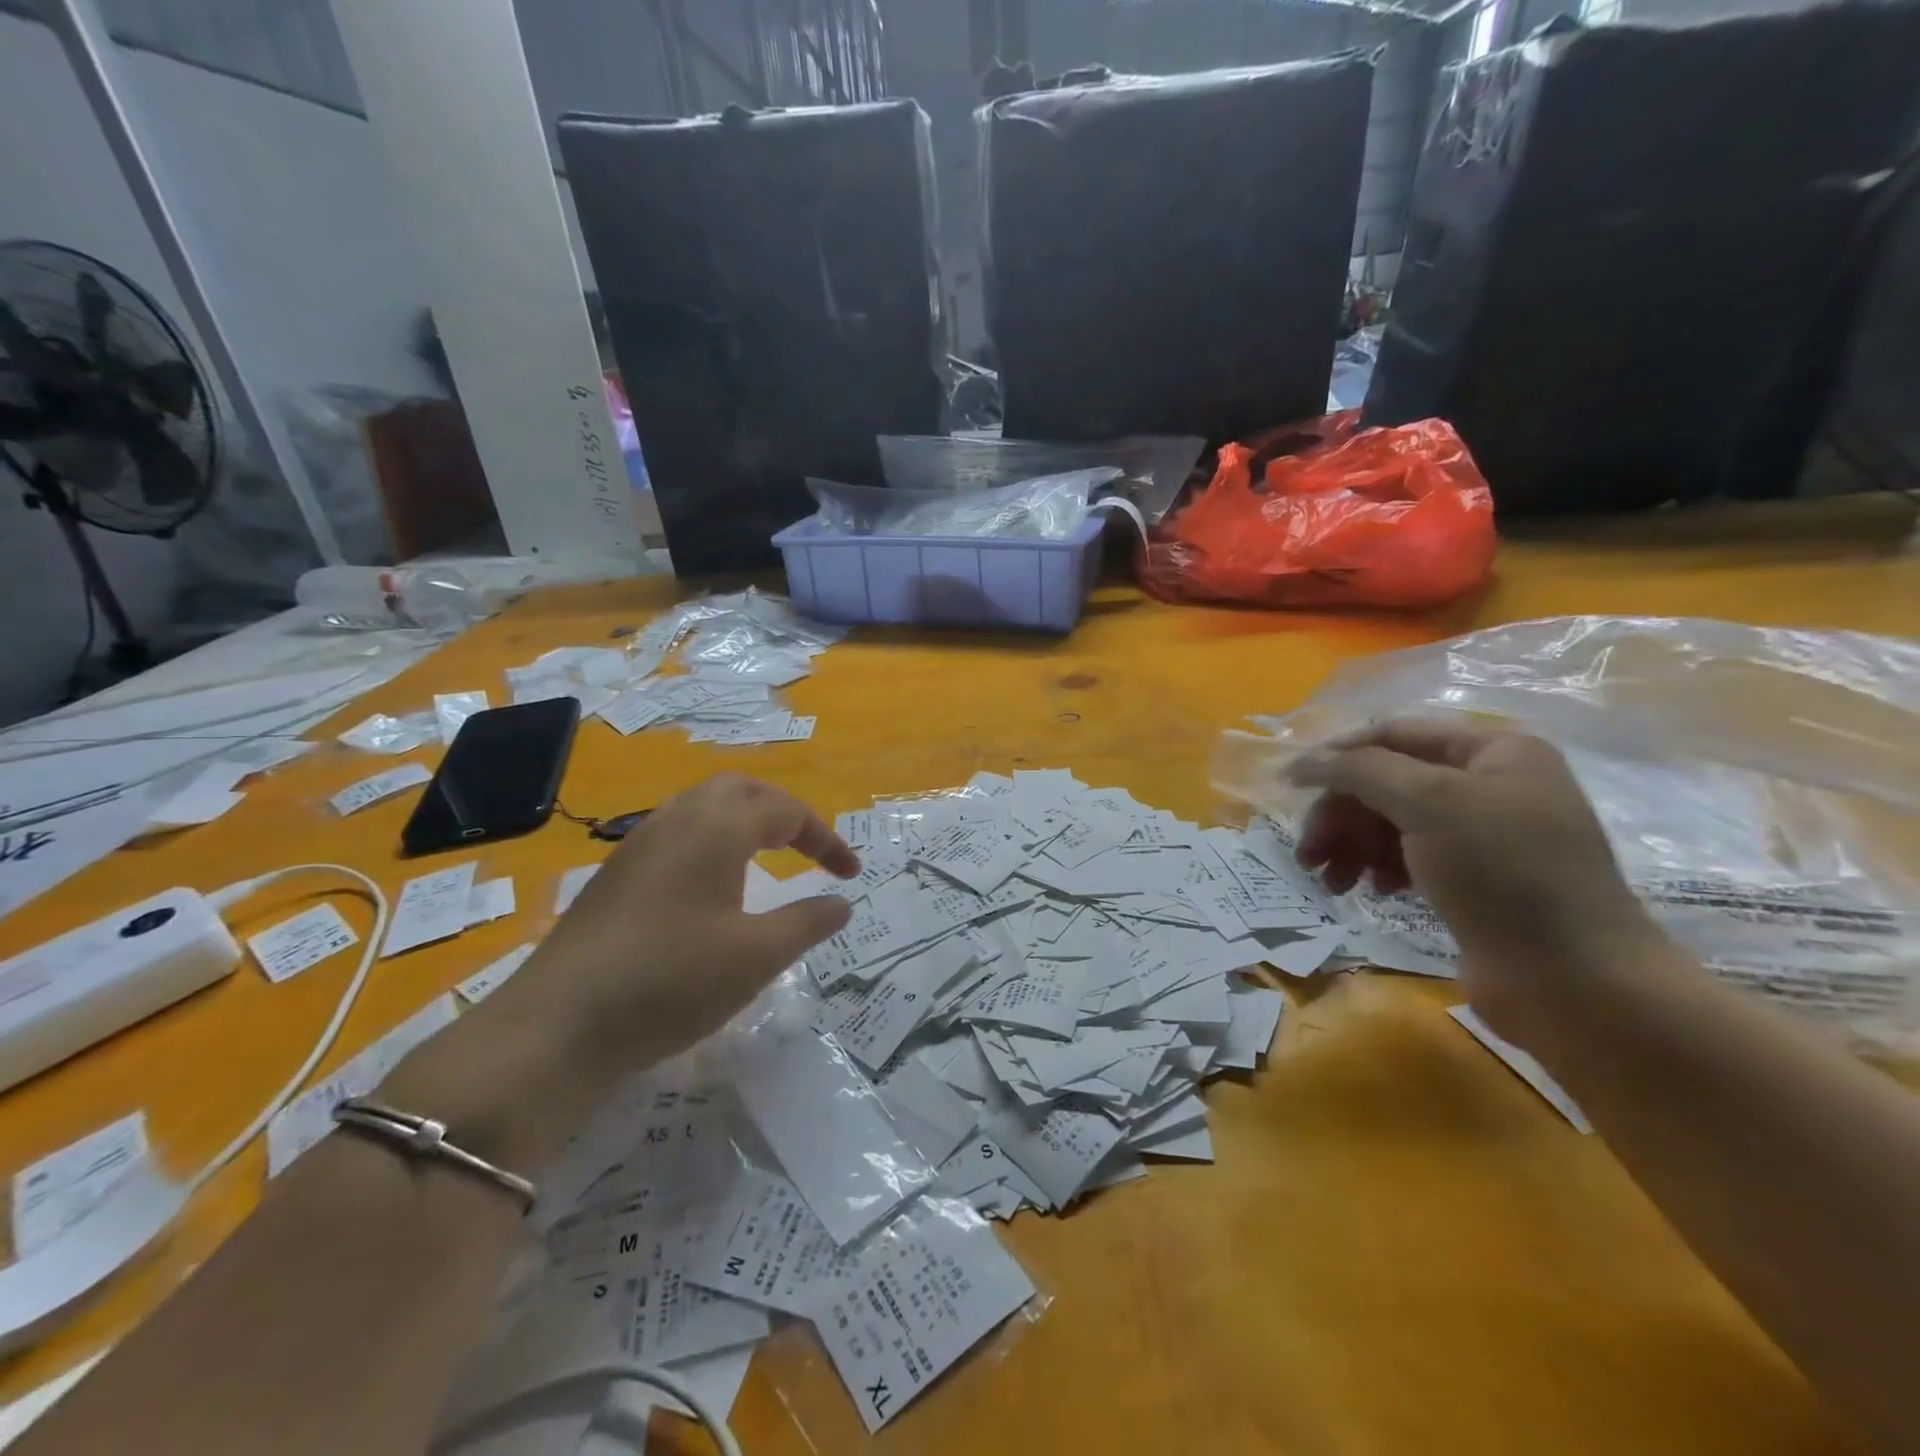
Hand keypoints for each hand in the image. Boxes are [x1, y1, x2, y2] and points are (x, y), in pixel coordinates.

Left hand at [383, 775, 857, 1166]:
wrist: (557, 1027)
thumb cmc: (671, 982)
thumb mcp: (757, 956)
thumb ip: (807, 922)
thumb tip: (841, 902)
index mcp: (716, 829)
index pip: (786, 811)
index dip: (826, 839)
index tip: (851, 875)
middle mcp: (676, 821)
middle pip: (740, 790)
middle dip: (783, 812)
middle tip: (808, 849)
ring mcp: (639, 846)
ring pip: (703, 808)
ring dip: (745, 822)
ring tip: (768, 860)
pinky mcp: (616, 875)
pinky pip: (677, 834)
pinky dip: (713, 842)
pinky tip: (713, 888)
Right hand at [1288, 717, 1667, 1043]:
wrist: (1575, 981)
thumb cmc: (1506, 874)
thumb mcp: (1430, 803)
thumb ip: (1359, 771)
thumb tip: (1299, 762)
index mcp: (1493, 751)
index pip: (1392, 734)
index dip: (1338, 756)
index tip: (1290, 788)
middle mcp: (1488, 784)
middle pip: (1386, 782)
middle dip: (1342, 815)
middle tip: (1308, 853)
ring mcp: (1482, 834)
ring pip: (1391, 822)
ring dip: (1351, 845)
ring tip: (1330, 881)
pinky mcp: (1472, 879)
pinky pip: (1408, 856)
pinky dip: (1379, 868)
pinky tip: (1370, 890)